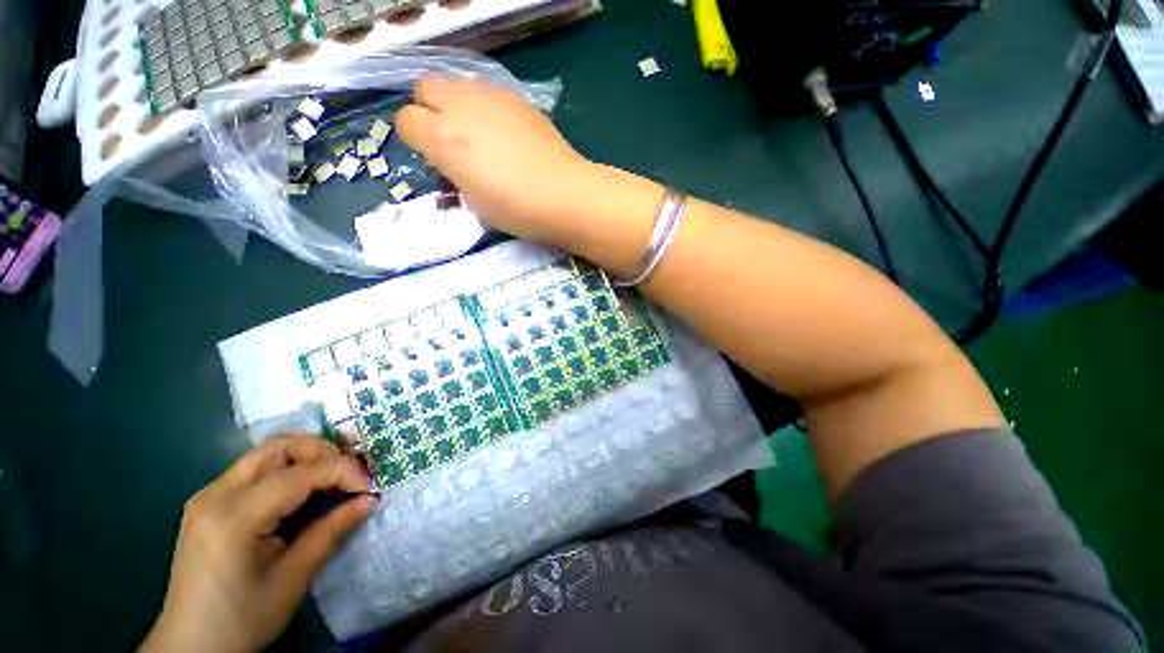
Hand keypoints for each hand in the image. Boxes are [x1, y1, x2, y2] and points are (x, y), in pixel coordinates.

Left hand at [141, 436, 376, 652]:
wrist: (191, 647)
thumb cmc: (243, 619)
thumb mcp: (293, 579)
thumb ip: (331, 531)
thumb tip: (369, 499)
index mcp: (234, 518)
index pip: (300, 473)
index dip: (343, 471)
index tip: (369, 487)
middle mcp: (215, 495)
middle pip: (279, 446)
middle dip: (323, 453)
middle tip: (347, 477)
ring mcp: (208, 496)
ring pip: (267, 453)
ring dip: (307, 459)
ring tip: (330, 483)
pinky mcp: (209, 503)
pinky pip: (255, 470)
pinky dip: (288, 471)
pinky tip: (301, 495)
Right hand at [395, 76, 596, 243]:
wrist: (563, 195)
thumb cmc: (516, 209)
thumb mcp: (473, 202)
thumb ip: (453, 173)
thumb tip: (452, 161)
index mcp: (443, 138)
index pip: (405, 120)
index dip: (415, 137)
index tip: (432, 155)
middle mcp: (461, 107)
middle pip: (425, 87)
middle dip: (430, 109)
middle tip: (451, 137)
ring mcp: (491, 96)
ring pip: (457, 82)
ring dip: (458, 103)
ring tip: (480, 132)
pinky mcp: (518, 97)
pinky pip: (488, 90)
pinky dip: (486, 105)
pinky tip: (506, 130)